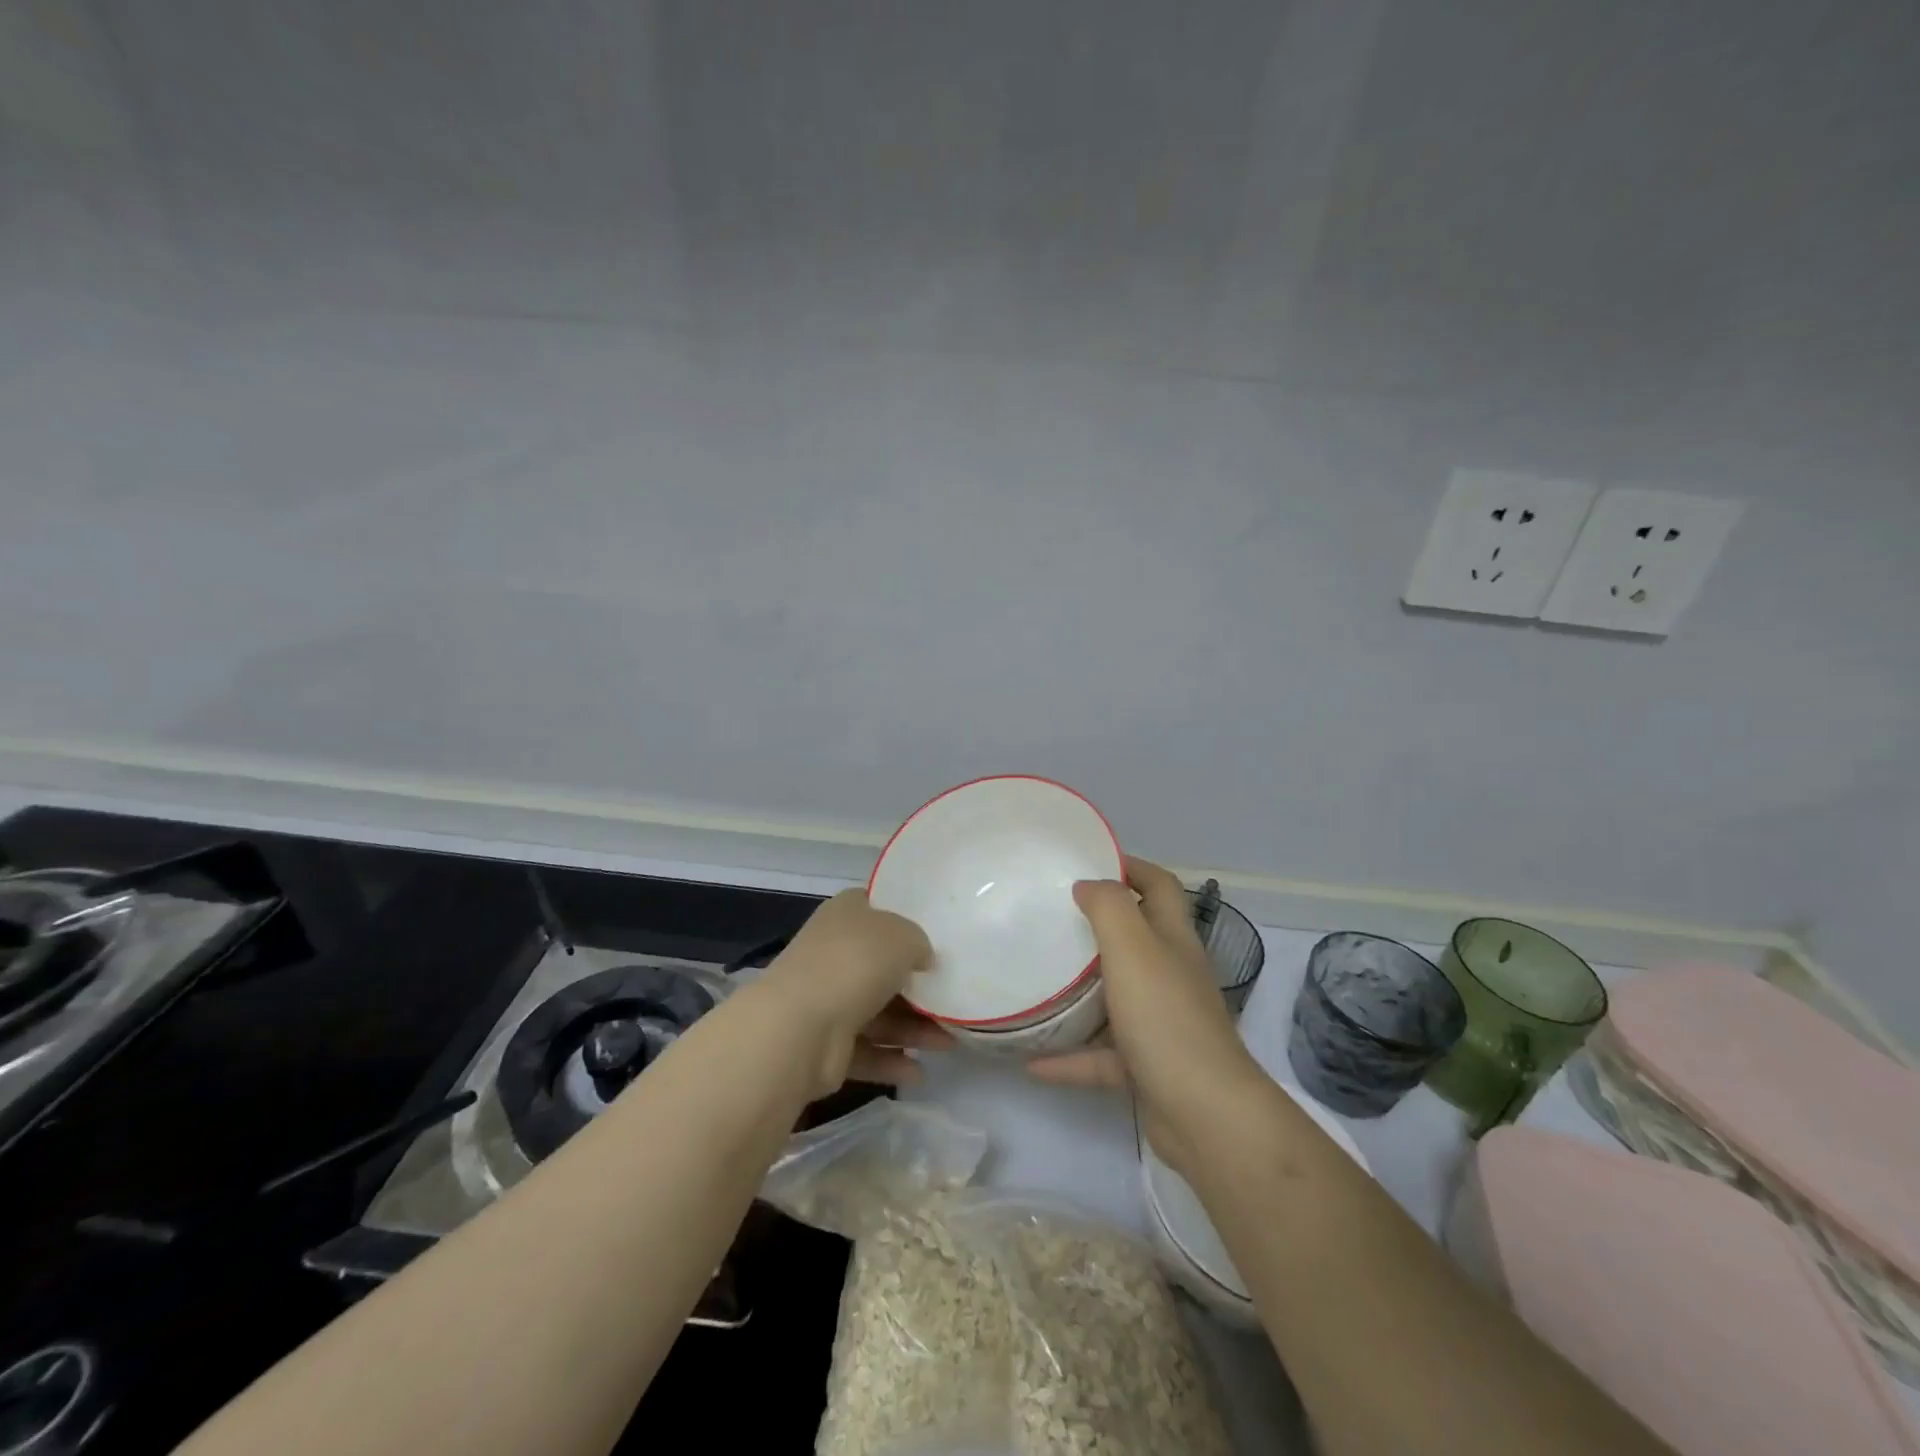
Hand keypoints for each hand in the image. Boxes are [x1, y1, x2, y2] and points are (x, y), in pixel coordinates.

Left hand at [756, 889, 947, 1095]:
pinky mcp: (825, 1043)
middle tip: (954, 999)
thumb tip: (922, 960)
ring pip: (879, 1012)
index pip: (878, 909)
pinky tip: (920, 1073)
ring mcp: (827, 999)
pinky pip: (866, 1050)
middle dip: (918, 986)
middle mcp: (834, 952)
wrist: (801, 1027)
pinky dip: (892, 1060)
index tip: (939, 938)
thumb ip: (920, 943)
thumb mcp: (903, 936)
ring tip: (950, 1043)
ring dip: (914, 1029)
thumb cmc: (855, 964)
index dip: (907, 920)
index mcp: (846, 915)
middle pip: (882, 966)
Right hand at [1028, 857, 1270, 1174]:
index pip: (1159, 886)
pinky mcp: (1149, 1067)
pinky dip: (1071, 1058)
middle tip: (1052, 918)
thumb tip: (1088, 884)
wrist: (1204, 1113)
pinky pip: (1102, 1056)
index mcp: (1173, 940)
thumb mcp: (1132, 948)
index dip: (1130, 866)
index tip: (1087, 862)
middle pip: (1137, 938)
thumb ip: (1108, 908)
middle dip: (1098, 925)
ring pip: (1118, 997)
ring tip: (1039, 981)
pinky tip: (1033, 1062)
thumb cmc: (1166, 1017)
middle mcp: (1172, 975)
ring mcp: (1162, 1023)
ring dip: (1081, 993)